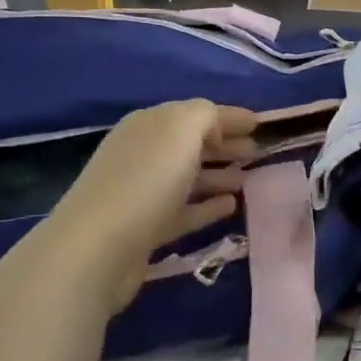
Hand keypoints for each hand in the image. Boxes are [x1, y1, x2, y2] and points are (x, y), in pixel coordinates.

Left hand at [47, 100, 258, 313]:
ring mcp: (143, 192)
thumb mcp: (181, 130)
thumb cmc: (145, 180)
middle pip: (191, 144)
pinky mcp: (146, 229)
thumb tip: (216, 127)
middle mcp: (144, 153)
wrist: (99, 247)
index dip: (230, 117)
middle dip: (225, 144)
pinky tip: (231, 206)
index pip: (197, 113)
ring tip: (249, 179)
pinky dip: (207, 206)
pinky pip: (185, 211)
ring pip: (188, 178)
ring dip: (218, 175)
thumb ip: (205, 116)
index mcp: (150, 124)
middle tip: (258, 152)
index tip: (261, 124)